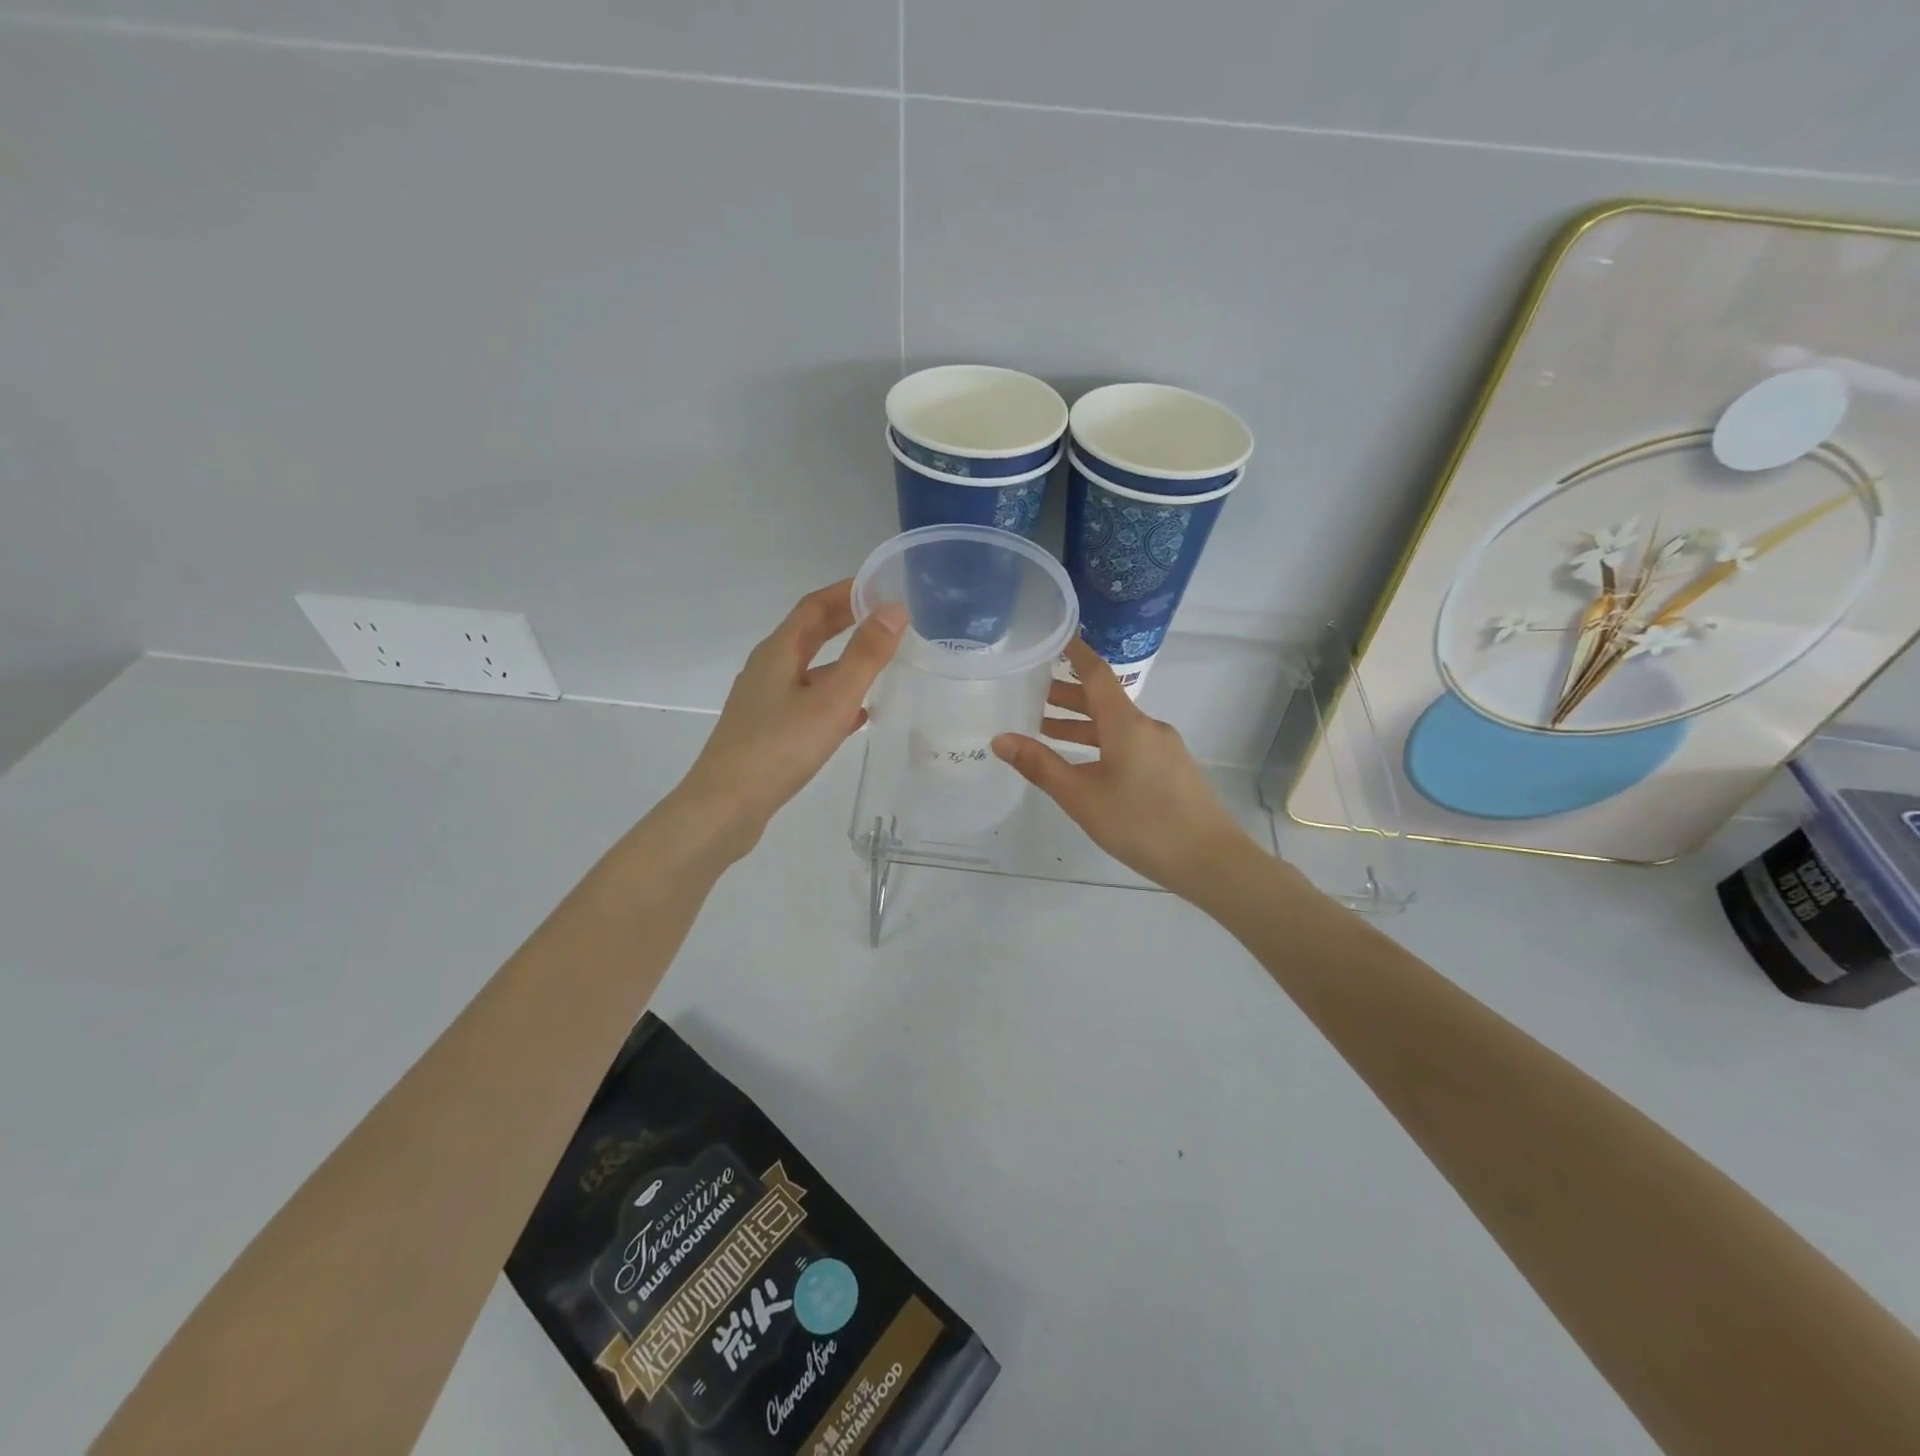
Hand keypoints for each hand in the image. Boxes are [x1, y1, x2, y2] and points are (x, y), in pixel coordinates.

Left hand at [673, 581, 905, 858]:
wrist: (725, 807)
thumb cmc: (779, 747)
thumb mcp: (831, 699)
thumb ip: (865, 655)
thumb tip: (894, 609)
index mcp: (778, 652)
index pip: (814, 606)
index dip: (846, 592)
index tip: (880, 585)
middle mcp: (767, 669)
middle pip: (809, 635)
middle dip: (845, 622)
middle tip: (884, 618)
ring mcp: (764, 702)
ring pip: (809, 671)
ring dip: (842, 662)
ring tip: (879, 664)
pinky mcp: (766, 731)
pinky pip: (806, 702)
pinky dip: (833, 699)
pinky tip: (856, 717)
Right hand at [992, 637, 1258, 900]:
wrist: (1210, 860)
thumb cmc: (1140, 824)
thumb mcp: (1082, 798)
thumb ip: (1041, 767)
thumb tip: (1000, 739)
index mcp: (1126, 723)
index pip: (1097, 674)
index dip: (1075, 653)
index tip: (1054, 636)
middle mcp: (1147, 726)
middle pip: (1104, 699)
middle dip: (1067, 695)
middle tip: (1030, 696)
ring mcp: (1163, 747)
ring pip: (1116, 724)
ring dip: (1082, 724)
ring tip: (1045, 730)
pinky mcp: (1171, 768)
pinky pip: (1130, 742)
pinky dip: (1101, 741)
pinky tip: (1085, 764)